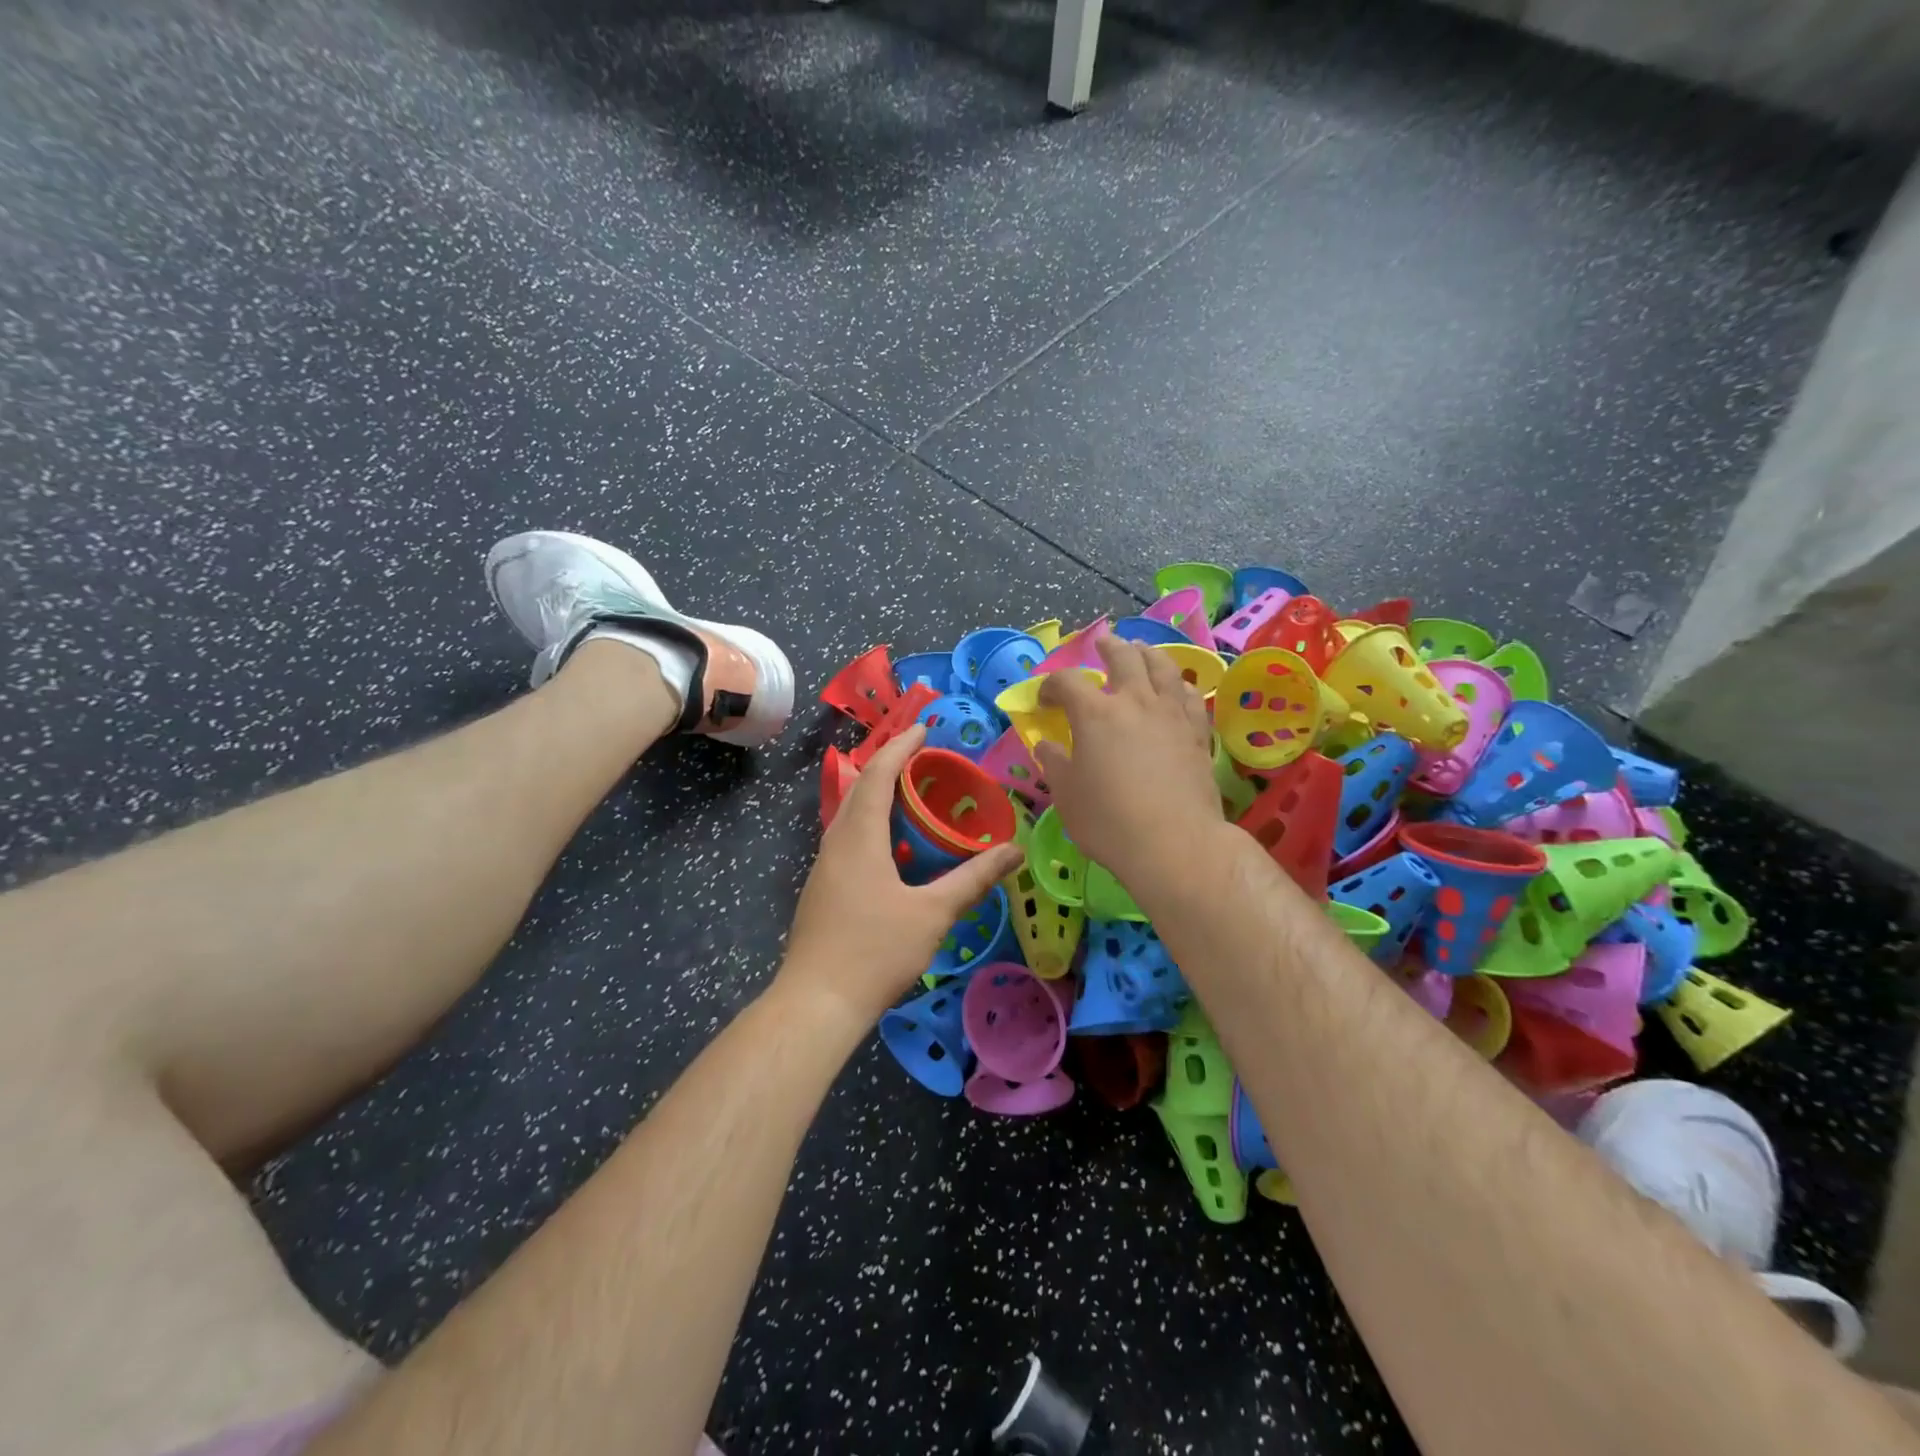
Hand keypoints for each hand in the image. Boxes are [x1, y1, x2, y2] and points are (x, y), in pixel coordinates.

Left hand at [781, 723, 1023, 1027]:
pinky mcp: (823, 890)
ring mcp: (824, 867)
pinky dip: (874, 827)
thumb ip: (973, 879)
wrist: (816, 1003)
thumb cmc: (875, 951)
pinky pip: (850, 840)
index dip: (900, 747)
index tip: (923, 729)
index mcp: (858, 837)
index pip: (877, 774)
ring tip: (915, 799)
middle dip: (890, 767)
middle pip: (860, 789)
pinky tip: (896, 852)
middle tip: (925, 760)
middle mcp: (836, 842)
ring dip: (880, 798)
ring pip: (852, 817)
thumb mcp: (932, 914)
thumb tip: (1014, 851)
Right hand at [1034, 634, 1220, 887]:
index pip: (1067, 681)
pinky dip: (1178, 684)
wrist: (1174, 844)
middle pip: (1123, 657)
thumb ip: (1054, 763)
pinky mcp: (1197, 732)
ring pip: (1163, 666)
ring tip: (1141, 650)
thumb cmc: (1108, 821)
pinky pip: (1189, 694)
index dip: (1051, 685)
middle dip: (1108, 647)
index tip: (1044, 700)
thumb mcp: (1066, 795)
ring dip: (1147, 652)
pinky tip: (1175, 688)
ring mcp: (1171, 714)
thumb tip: (1047, 745)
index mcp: (1095, 714)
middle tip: (1101, 644)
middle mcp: (1135, 702)